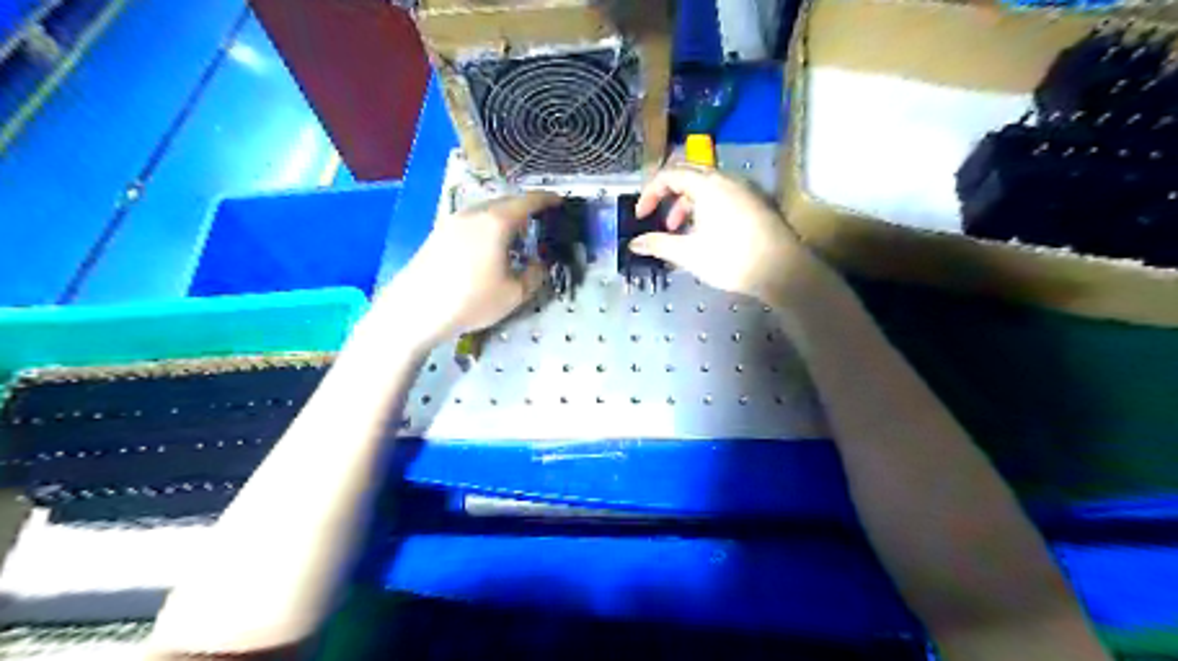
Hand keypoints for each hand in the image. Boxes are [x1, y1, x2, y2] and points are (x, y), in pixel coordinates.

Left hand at [378, 192, 561, 351]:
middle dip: (525, 208)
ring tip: (516, 236)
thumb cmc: (471, 300)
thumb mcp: (514, 294)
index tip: (560, 202)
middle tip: (540, 221)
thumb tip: (540, 264)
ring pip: (485, 210)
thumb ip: (534, 275)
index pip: (527, 202)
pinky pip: (471, 221)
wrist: (415, 310)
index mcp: (496, 222)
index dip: (546, 200)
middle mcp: (473, 214)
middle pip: (505, 202)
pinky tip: (489, 247)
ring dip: (504, 217)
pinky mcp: (438, 233)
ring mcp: (452, 221)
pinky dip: (487, 225)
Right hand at [631, 163, 804, 300]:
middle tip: (661, 220)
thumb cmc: (731, 259)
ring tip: (682, 233)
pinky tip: (707, 234)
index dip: (650, 193)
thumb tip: (634, 243)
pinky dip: (707, 208)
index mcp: (708, 185)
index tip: (641, 216)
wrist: (782, 270)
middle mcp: (727, 179)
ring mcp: (745, 190)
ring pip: (708, 187)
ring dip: (688, 205)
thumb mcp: (689, 254)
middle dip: (669, 196)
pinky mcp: (757, 203)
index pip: (669, 175)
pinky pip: (724, 195)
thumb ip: (658, 244)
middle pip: (689, 175)